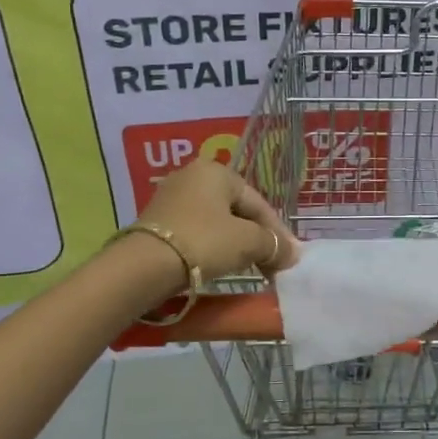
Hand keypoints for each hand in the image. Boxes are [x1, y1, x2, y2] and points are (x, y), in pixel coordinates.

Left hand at [135, 159, 298, 281]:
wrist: (144, 267)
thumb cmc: (203, 242)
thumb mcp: (247, 242)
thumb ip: (274, 245)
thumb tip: (293, 254)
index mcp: (216, 171)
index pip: (258, 203)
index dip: (278, 232)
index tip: (289, 258)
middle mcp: (192, 176)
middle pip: (237, 210)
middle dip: (257, 238)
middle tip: (271, 265)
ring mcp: (171, 197)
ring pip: (217, 221)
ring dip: (236, 244)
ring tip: (249, 267)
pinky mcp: (157, 221)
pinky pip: (196, 231)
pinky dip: (212, 246)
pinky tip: (220, 264)